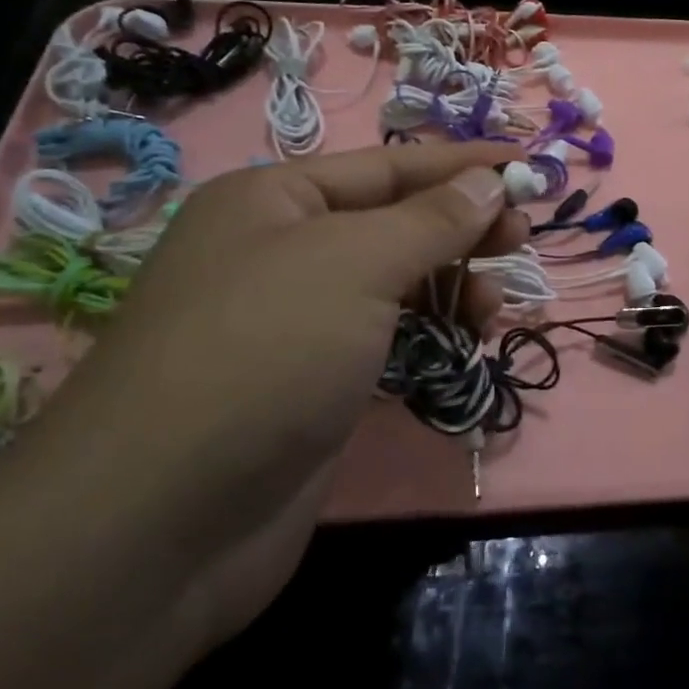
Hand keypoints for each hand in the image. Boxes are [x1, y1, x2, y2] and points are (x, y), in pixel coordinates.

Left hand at [30, 141, 525, 650]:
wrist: (161, 524)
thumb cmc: (264, 353)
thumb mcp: (356, 264)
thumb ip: (432, 220)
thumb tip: (489, 182)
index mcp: (275, 201)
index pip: (389, 167)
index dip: (461, 165)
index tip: (527, 164)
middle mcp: (280, 252)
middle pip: (394, 223)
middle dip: (461, 227)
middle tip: (522, 239)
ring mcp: (295, 324)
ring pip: (395, 285)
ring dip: (450, 286)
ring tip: (494, 306)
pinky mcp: (312, 386)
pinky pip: (387, 339)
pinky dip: (429, 334)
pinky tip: (464, 342)